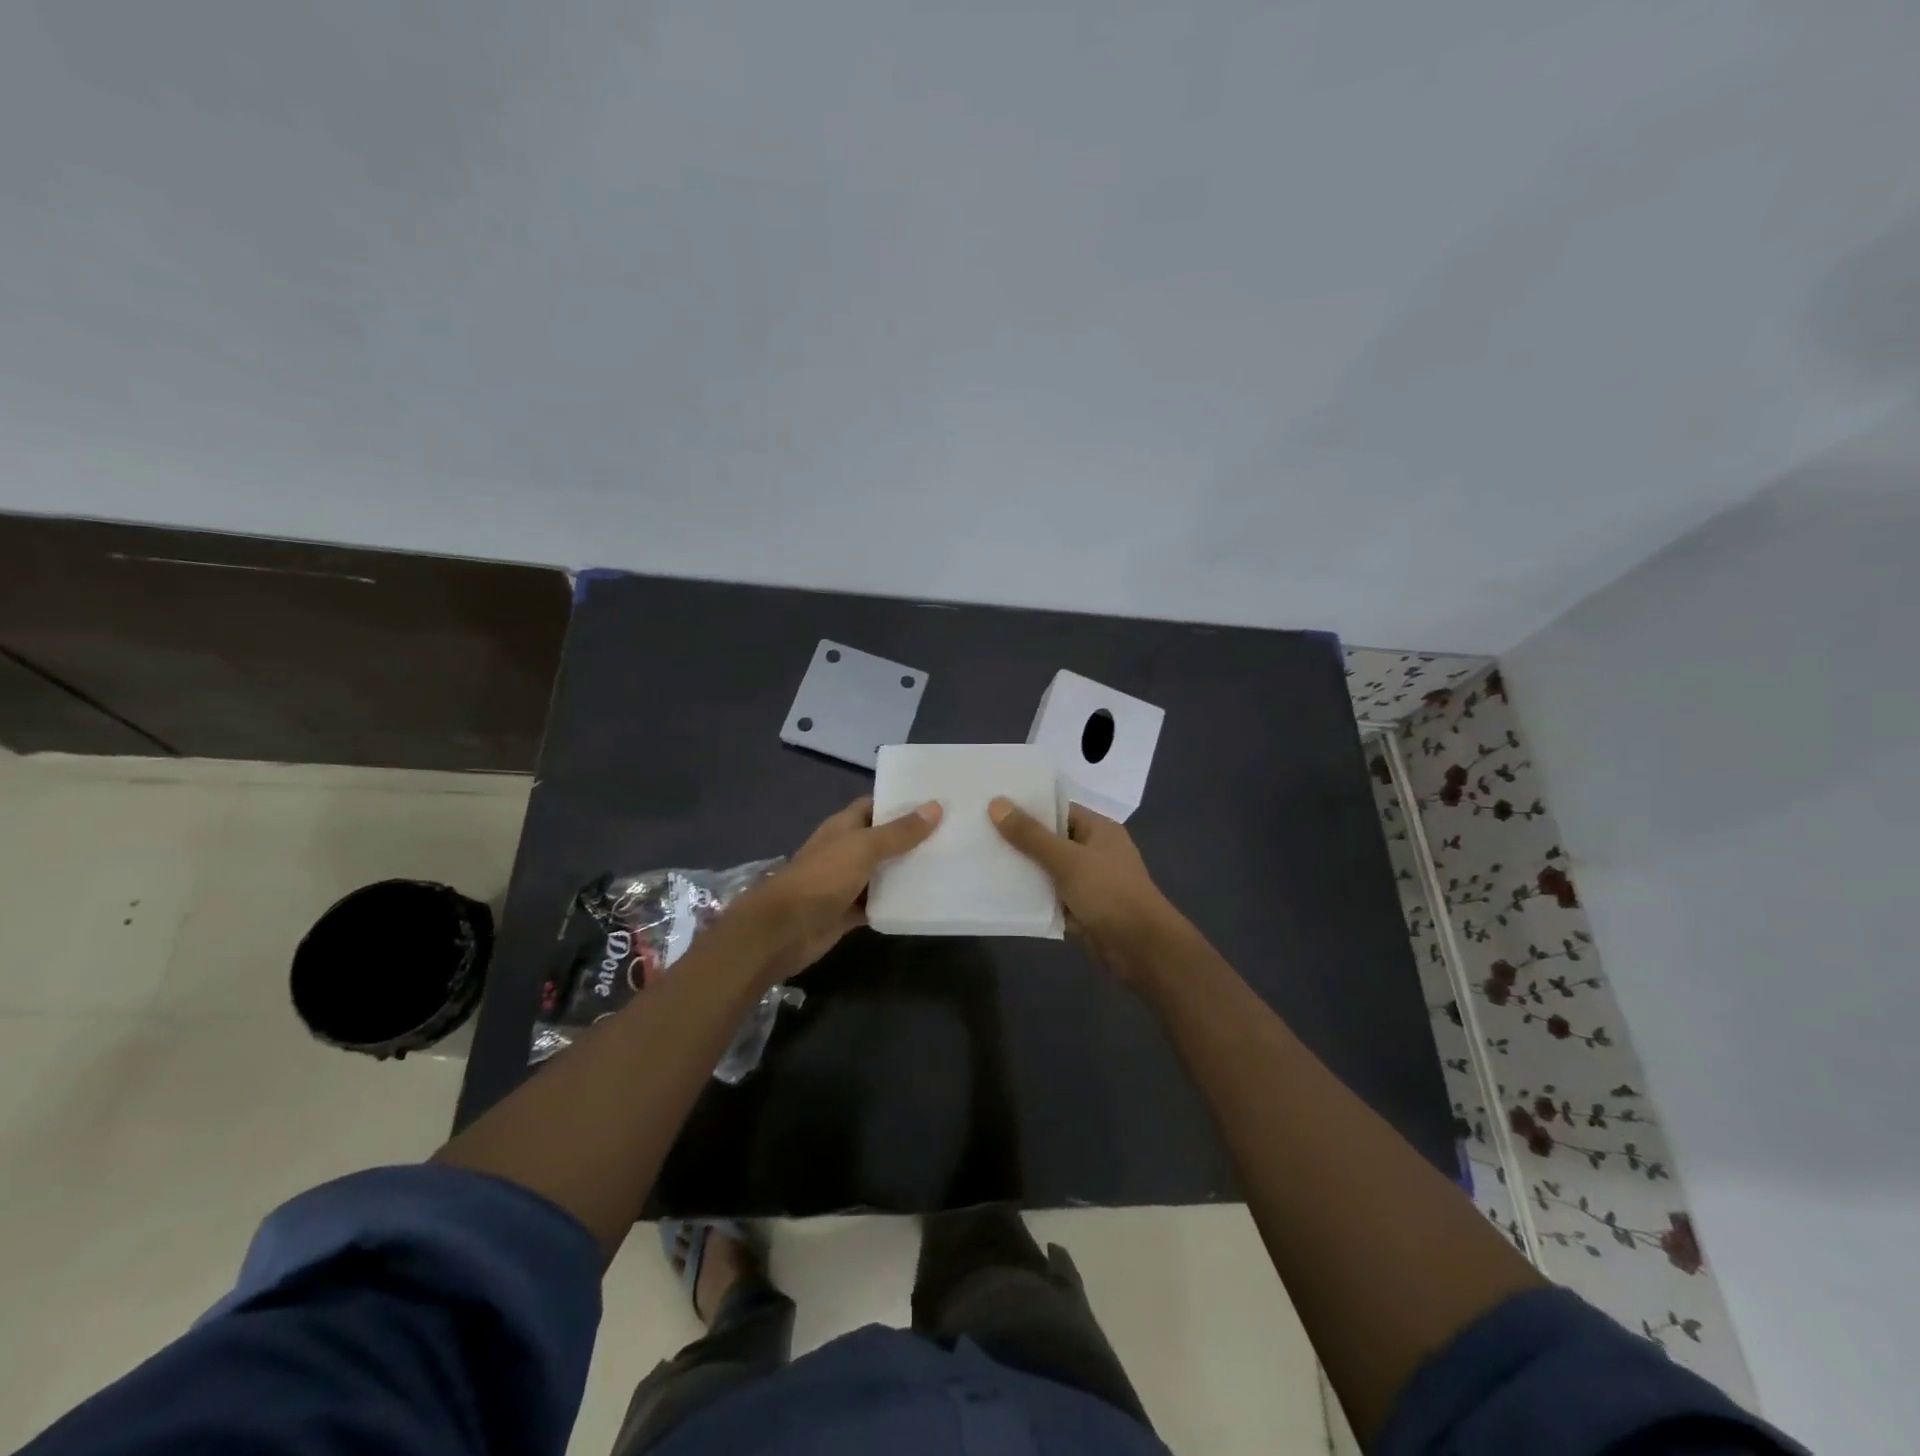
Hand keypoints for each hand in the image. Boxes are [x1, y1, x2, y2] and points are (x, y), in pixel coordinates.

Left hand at [733, 795, 941, 979]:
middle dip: (912, 839)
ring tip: (948, 866)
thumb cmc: (822, 878)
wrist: (784, 930)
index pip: (876, 806)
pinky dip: (897, 903)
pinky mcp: (849, 912)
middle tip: (953, 836)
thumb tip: (935, 806)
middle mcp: (846, 850)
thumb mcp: (864, 848)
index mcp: (844, 826)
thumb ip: (899, 832)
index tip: (936, 803)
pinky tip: (926, 901)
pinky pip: (879, 903)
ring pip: (883, 873)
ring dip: (908, 872)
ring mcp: (847, 882)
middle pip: (883, 840)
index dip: (902, 803)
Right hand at [988, 798, 1179, 977]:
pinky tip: (1001, 895)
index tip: (993, 805)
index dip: (1028, 807)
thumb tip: (996, 803)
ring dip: (1024, 871)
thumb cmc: (1108, 893)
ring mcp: (1089, 883)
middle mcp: (1095, 852)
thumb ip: (1030, 835)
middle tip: (979, 833)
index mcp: (1099, 830)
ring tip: (983, 861)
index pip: (1059, 809)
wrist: (1141, 950)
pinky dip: (1033, 898)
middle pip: (1051, 840)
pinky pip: (1051, 898)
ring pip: (1049, 871)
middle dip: (1020, 840)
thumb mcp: (1067, 859)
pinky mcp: (1082, 910)